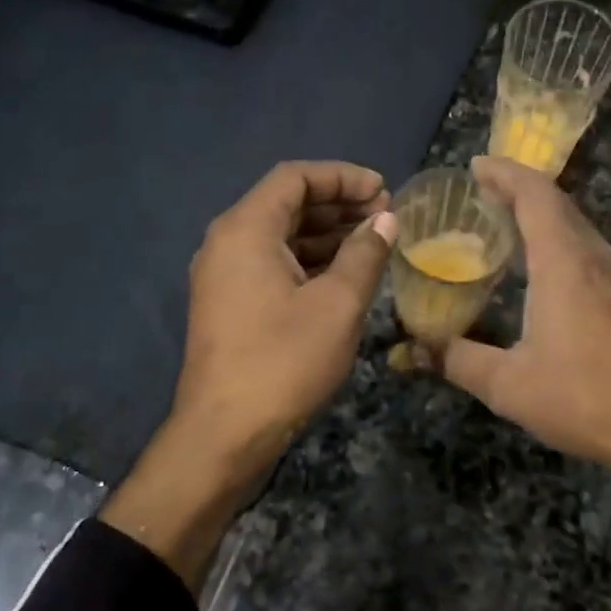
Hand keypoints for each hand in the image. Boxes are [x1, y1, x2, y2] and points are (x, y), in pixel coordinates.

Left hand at [175, 159, 397, 467]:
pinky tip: (345, 273)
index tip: (383, 190)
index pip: (294, 178)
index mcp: (245, 230)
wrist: (225, 434)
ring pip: (280, 236)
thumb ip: (365, 253)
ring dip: (326, 233)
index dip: (343, 176)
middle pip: (286, 203)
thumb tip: (386, 219)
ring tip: (373, 241)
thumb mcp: (338, 304)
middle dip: (338, 203)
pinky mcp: (230, 303)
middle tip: (385, 215)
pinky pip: (273, 263)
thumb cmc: (284, 361)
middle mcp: (227, 243)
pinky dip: (309, 260)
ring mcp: (224, 275)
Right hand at [437, 156, 610, 469]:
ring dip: (542, 211)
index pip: (536, 195)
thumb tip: (413, 350)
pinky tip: (542, 263)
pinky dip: (560, 236)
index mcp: (564, 263)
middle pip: (557, 202)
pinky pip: (589, 246)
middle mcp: (594, 256)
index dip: (505, 173)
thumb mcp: (508, 385)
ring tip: (505, 220)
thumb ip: (457, 360)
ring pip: (577, 223)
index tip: (476, 166)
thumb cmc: (583, 398)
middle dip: (519, 187)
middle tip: (480, 191)